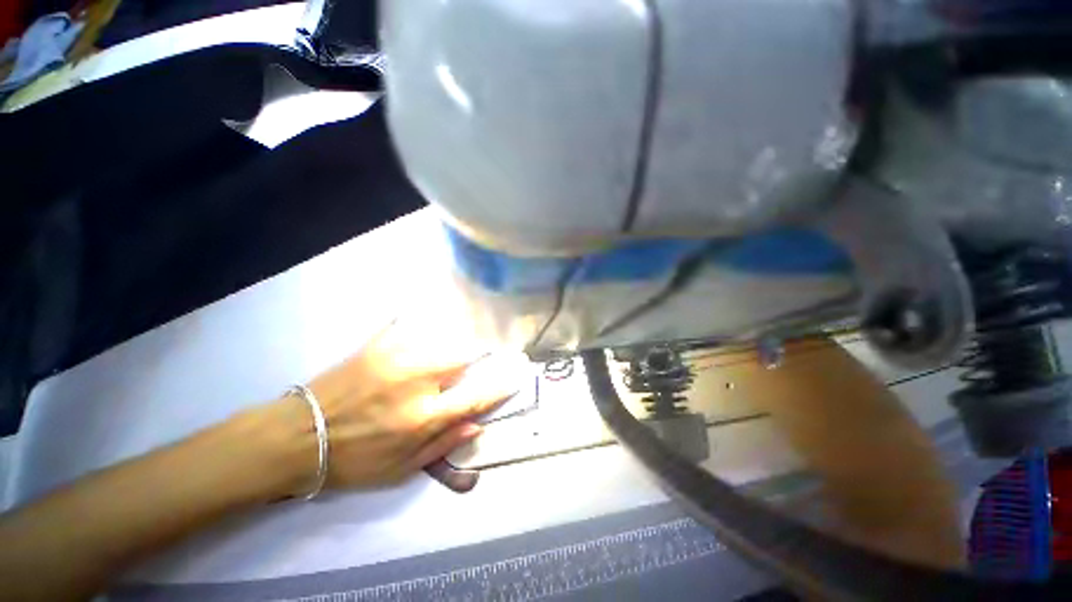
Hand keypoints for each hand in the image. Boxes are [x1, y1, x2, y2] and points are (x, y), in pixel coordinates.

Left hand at [270, 316, 522, 493]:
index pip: (474, 397)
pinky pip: (410, 323)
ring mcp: (397, 358)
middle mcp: (417, 382)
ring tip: (464, 339)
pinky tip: (430, 317)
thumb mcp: (400, 470)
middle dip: (480, 354)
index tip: (516, 376)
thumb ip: (442, 445)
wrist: (298, 436)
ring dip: (458, 339)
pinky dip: (424, 320)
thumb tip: (477, 425)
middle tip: (488, 352)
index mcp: (423, 417)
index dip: (499, 386)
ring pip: (442, 338)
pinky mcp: (379, 344)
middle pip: (462, 358)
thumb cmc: (354, 459)